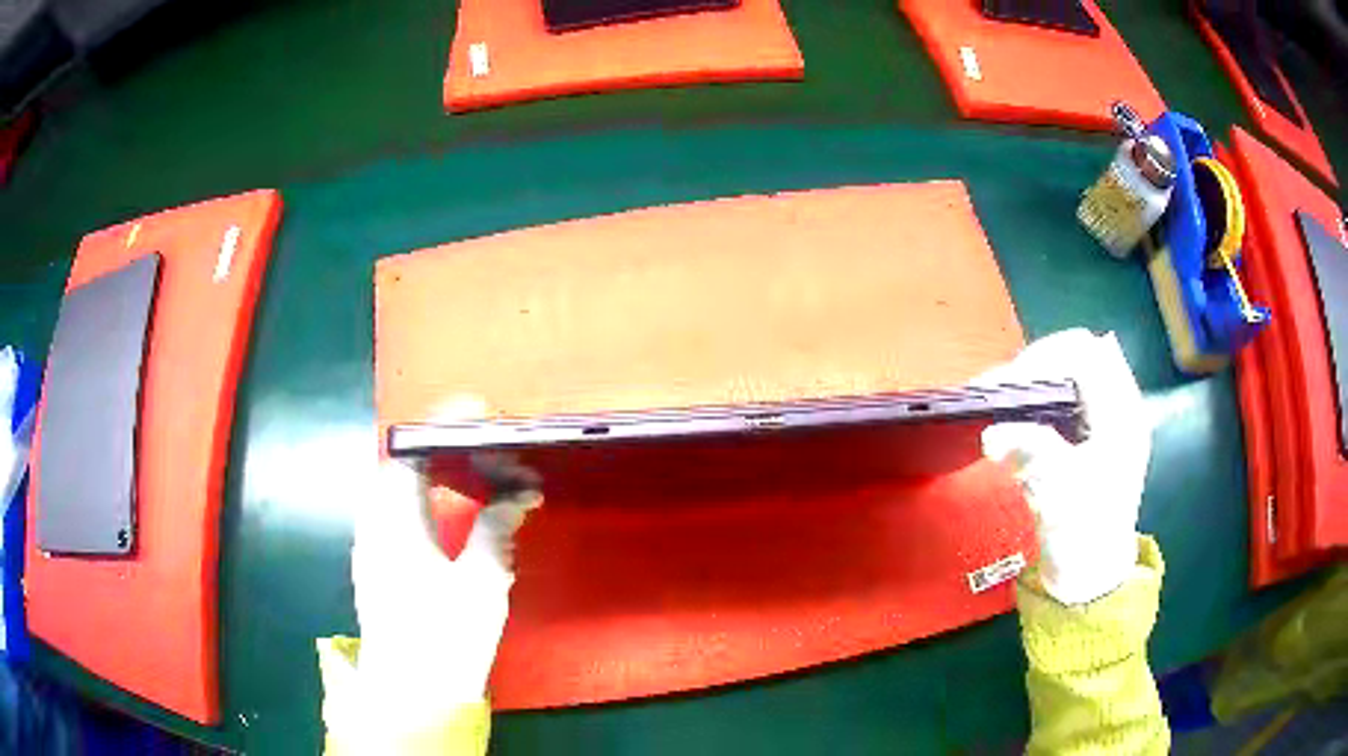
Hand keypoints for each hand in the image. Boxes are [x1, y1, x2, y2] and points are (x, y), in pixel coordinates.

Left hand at [320, 398, 540, 741]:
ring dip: (430, 473)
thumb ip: (496, 529)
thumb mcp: (482, 582)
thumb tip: (519, 496)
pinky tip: (447, 514)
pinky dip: (421, 499)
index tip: (480, 412)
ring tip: (471, 474)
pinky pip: (393, 512)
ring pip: (394, 489)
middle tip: (484, 447)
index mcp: (394, 520)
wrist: (411, 691)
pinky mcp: (375, 564)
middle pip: (400, 464)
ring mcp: (370, 544)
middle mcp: (373, 523)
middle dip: (440, 446)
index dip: (444, 423)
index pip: (412, 449)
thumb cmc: (445, 635)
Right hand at [978, 329, 1151, 604]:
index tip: (1009, 384)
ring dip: (1041, 378)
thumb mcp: (1058, 490)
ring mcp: (1111, 418)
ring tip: (1010, 400)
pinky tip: (1026, 418)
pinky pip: (1072, 394)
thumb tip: (991, 431)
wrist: (1092, 575)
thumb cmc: (1083, 533)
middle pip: (1081, 352)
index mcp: (1122, 414)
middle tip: (1006, 391)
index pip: (1086, 352)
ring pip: (1075, 370)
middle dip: (1040, 364)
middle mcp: (1121, 406)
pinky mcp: (1098, 433)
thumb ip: (1032, 450)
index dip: (1045, 357)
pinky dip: (1046, 397)